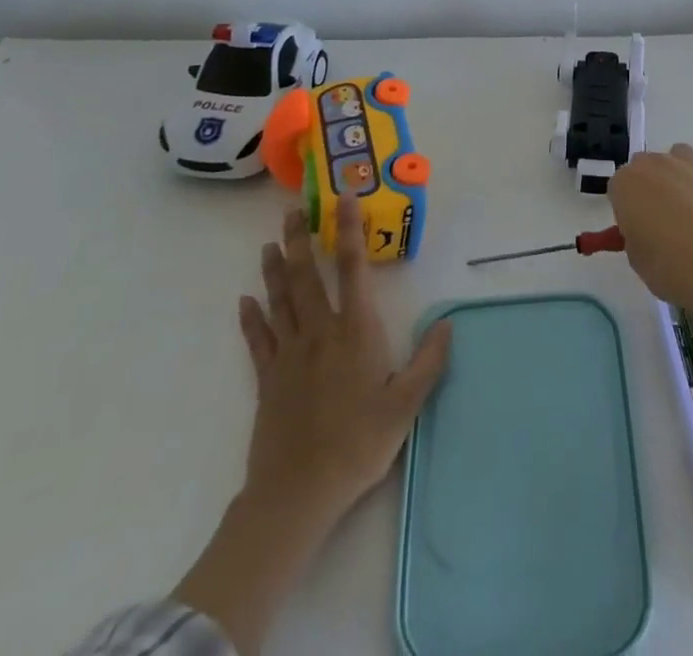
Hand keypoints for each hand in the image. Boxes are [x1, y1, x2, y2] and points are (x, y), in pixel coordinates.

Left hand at [237, 194, 451, 521]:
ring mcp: (289, 354)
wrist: (298, 493)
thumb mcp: (406, 405)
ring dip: (274, 269)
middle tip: (293, 210)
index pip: (354, 268)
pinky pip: (258, 339)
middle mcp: (320, 331)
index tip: (345, 199)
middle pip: (307, 275)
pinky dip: (251, 318)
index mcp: (356, 331)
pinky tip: (245, 301)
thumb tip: (448, 323)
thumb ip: (429, 361)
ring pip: (281, 300)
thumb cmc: (358, 444)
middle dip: (300, 239)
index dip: (350, 229)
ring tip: (269, 243)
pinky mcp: (268, 379)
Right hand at [607, 140, 692, 323]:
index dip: (626, 209)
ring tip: (690, 200)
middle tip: (660, 219)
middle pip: (645, 165)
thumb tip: (644, 229)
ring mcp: (688, 163)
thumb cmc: (669, 267)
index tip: (636, 229)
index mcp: (626, 184)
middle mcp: (654, 164)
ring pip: (678, 153)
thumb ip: (634, 234)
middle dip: (649, 186)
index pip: (617, 187)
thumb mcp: (636, 258)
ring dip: (679, 170)